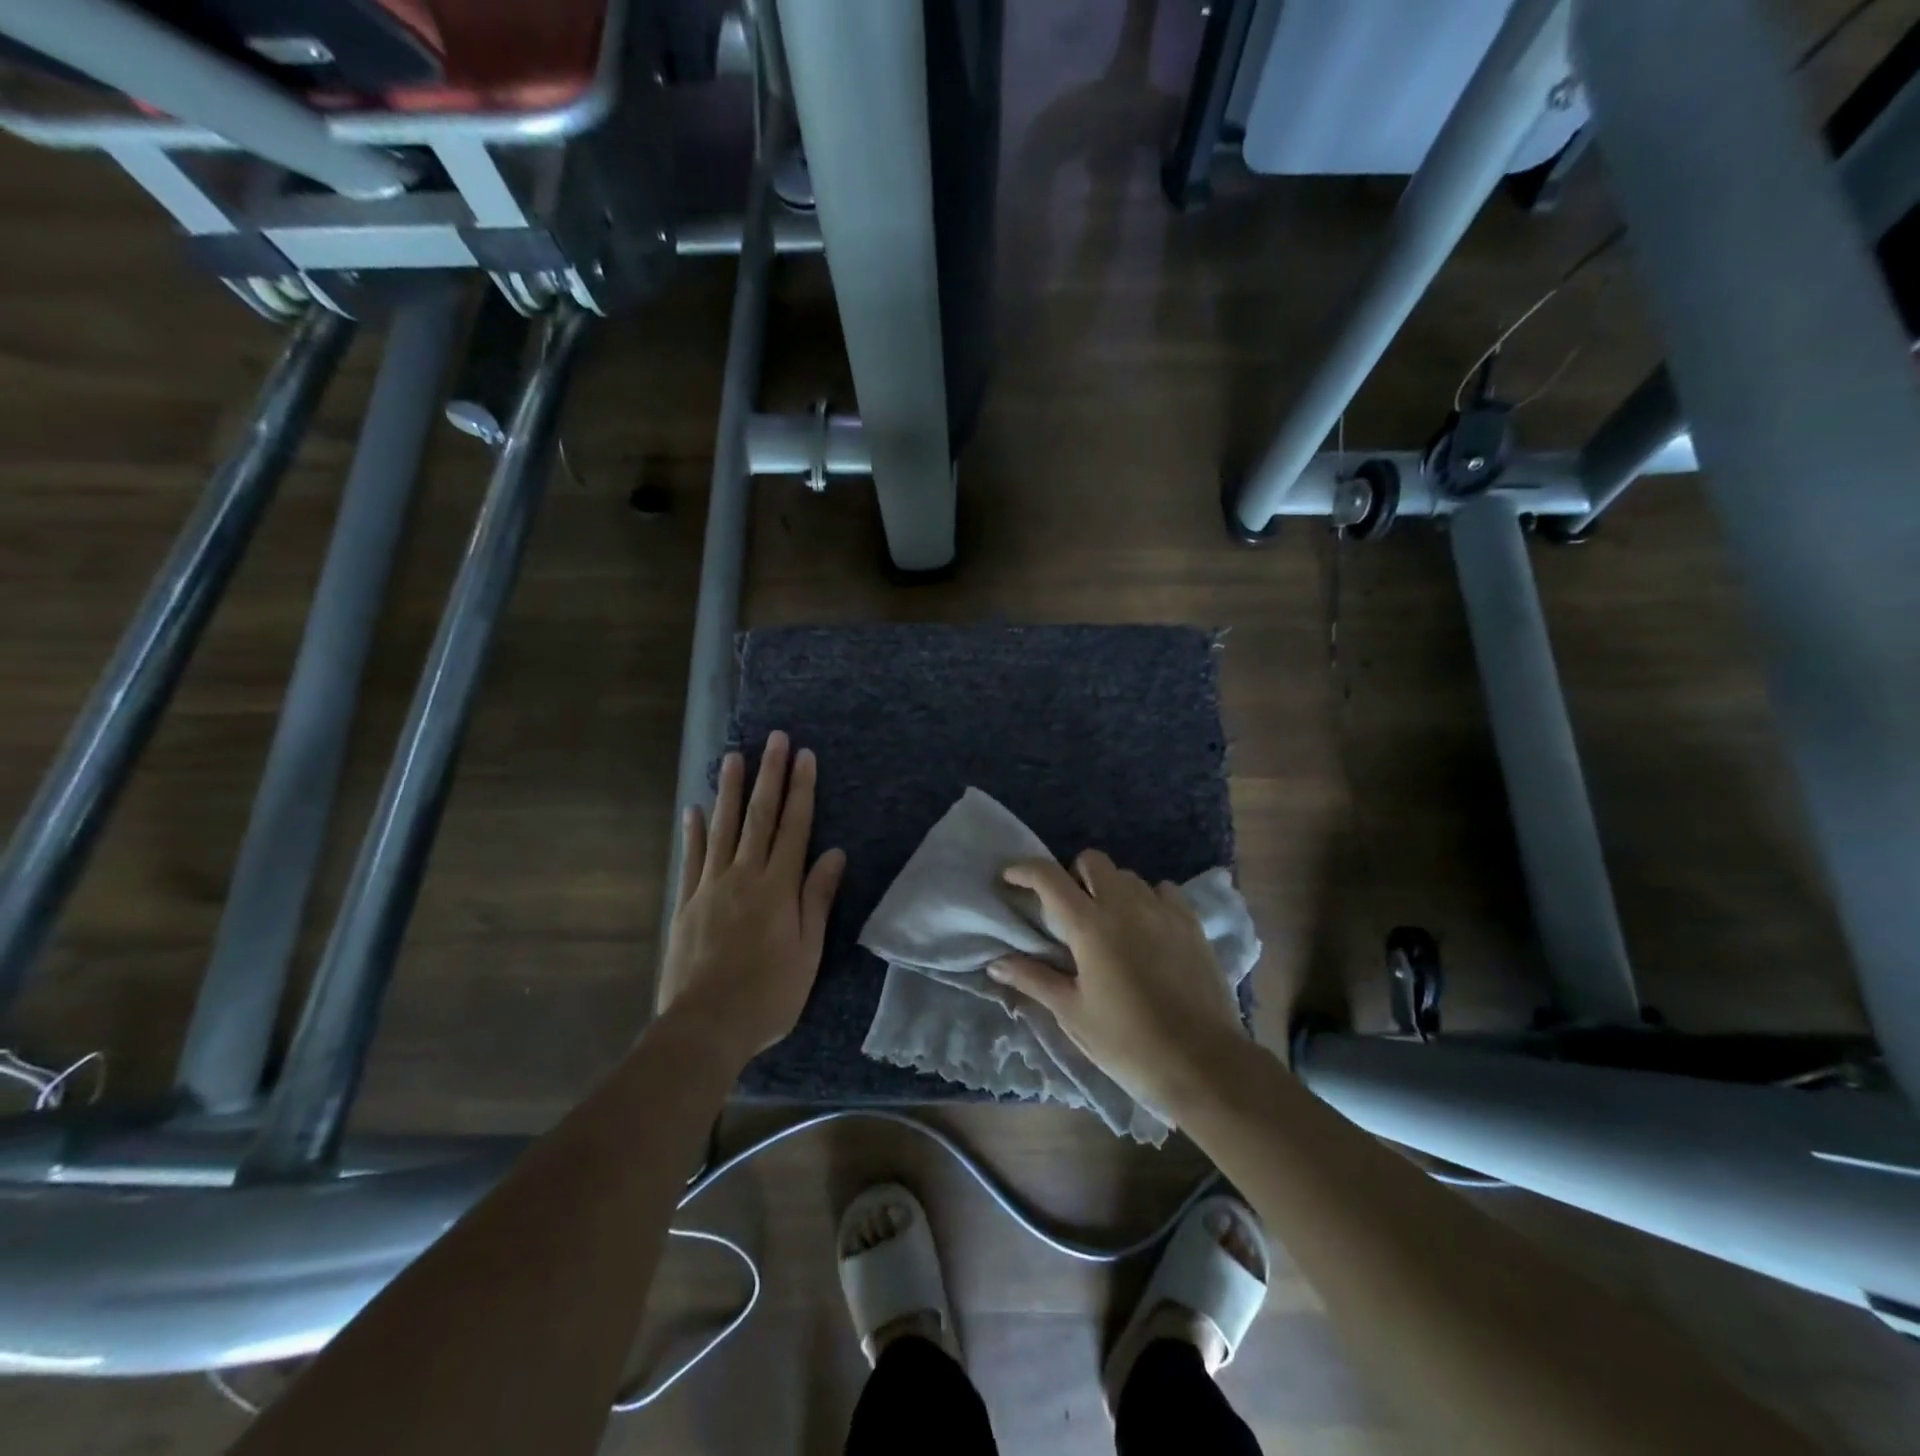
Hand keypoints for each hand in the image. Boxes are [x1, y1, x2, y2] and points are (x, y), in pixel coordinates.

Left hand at [659, 731, 846, 1063]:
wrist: (706, 1026)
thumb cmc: (769, 993)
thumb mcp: (808, 950)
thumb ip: (817, 898)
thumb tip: (834, 853)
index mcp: (778, 887)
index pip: (794, 827)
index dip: (801, 789)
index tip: (804, 756)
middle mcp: (744, 876)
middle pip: (759, 816)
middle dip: (768, 775)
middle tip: (773, 738)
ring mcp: (711, 886)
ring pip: (722, 827)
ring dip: (728, 790)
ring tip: (732, 756)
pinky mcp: (687, 903)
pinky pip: (691, 858)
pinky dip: (693, 831)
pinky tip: (693, 808)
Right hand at [988, 850, 1246, 1118]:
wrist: (1203, 1064)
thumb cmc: (1127, 1042)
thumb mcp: (1073, 1013)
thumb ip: (1034, 979)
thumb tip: (995, 964)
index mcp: (1090, 925)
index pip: (1048, 877)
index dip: (1024, 870)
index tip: (1010, 878)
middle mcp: (1126, 905)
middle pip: (1093, 861)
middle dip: (1073, 875)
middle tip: (1068, 910)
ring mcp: (1163, 910)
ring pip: (1128, 876)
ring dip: (1110, 889)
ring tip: (1109, 923)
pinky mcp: (1192, 923)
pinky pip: (1163, 891)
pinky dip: (1147, 900)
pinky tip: (1146, 929)